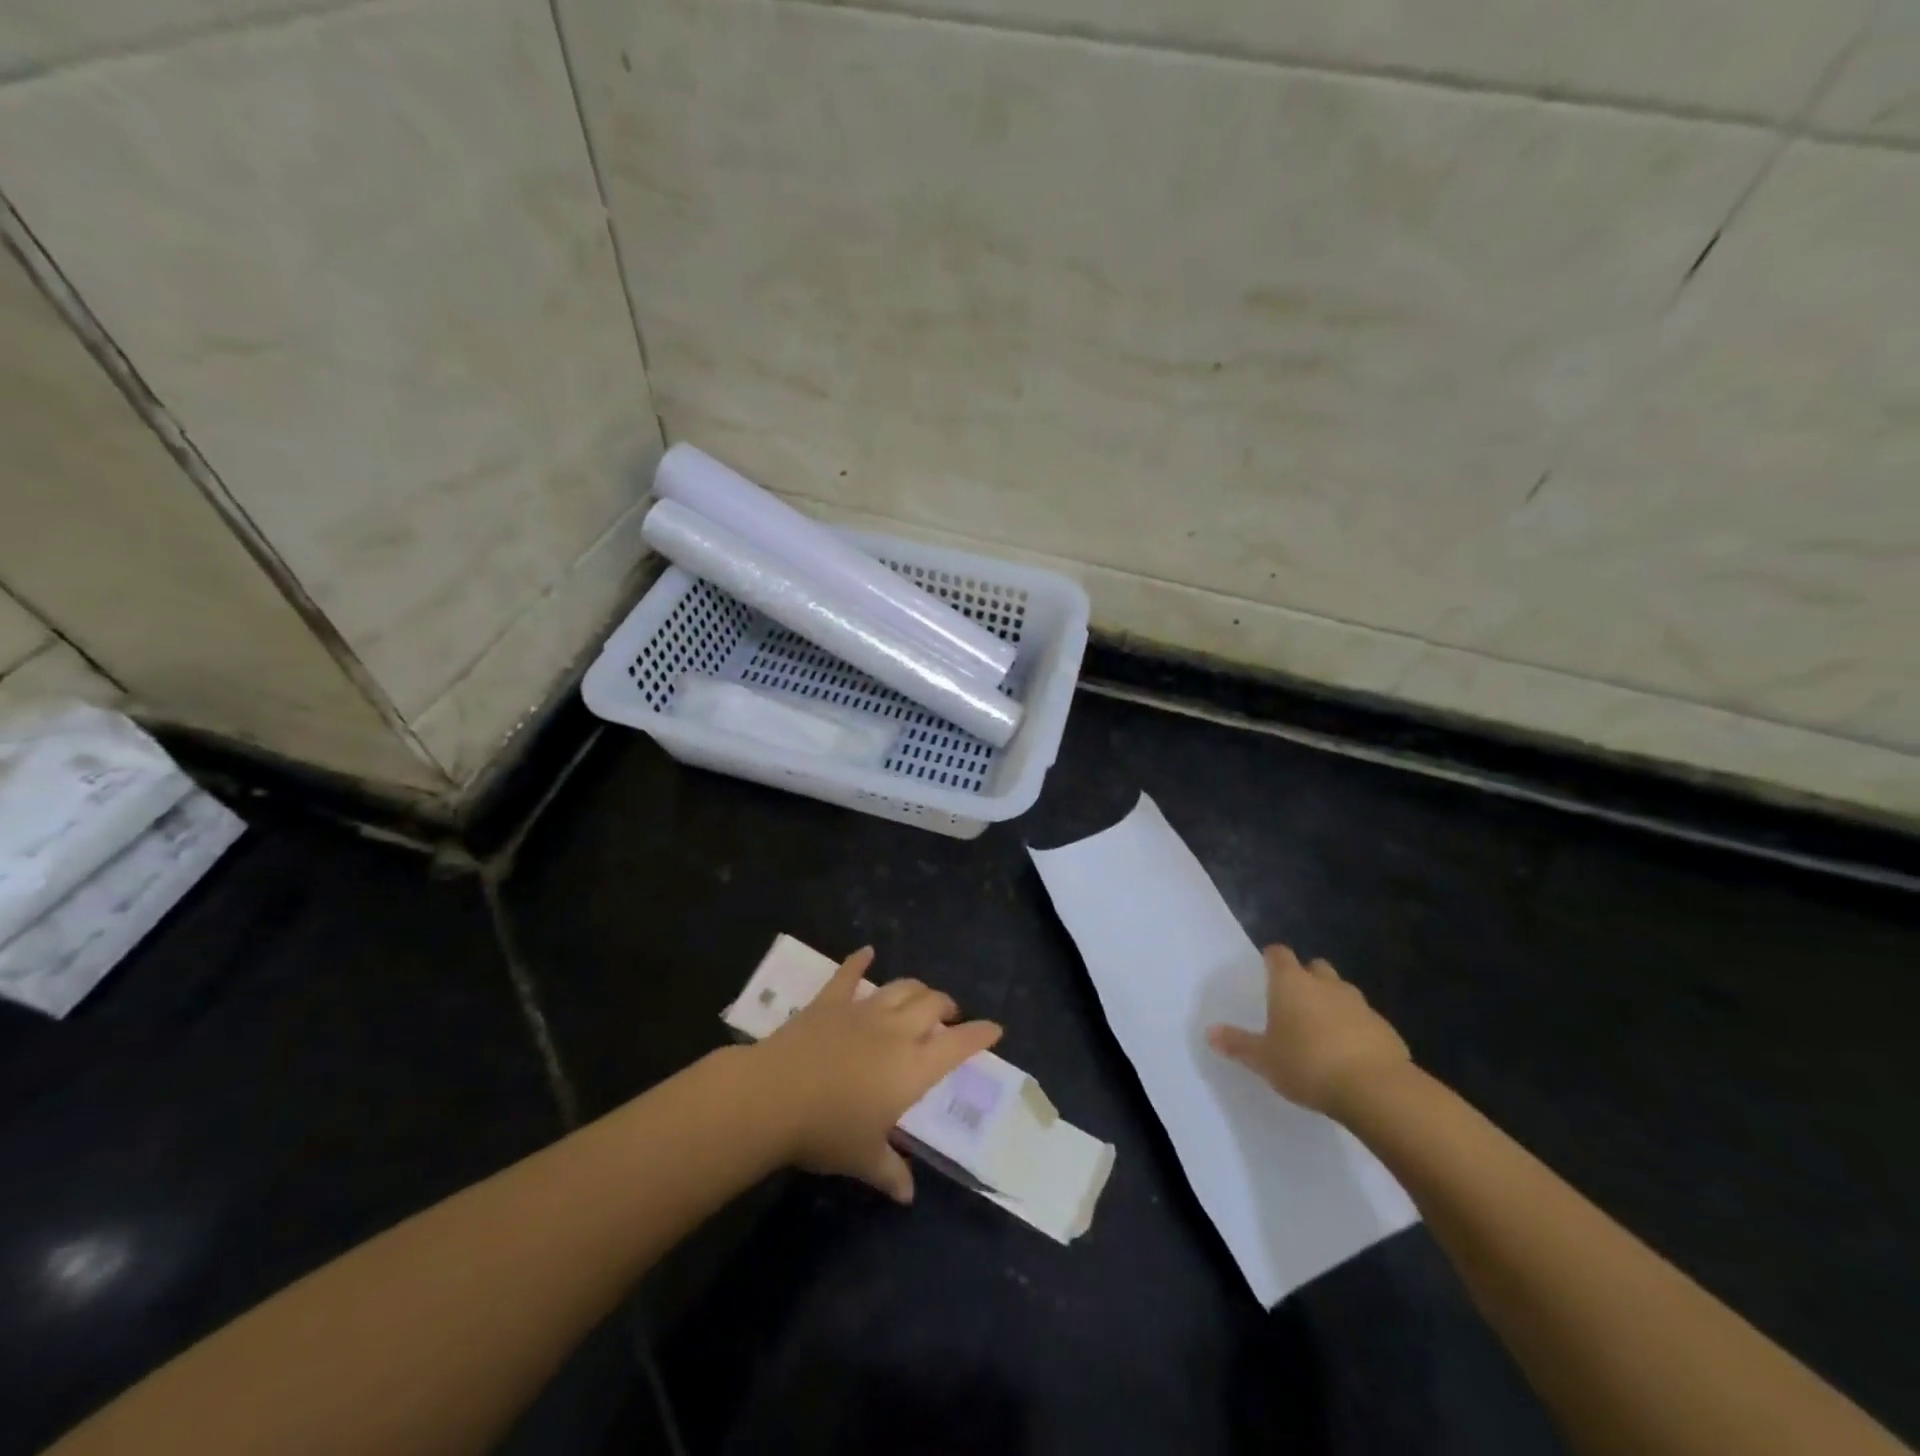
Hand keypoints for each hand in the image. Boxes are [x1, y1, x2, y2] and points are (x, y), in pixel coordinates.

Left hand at [749, 947, 1001, 1202]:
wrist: (775, 1096)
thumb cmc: (827, 1131)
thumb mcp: (864, 1158)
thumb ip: (891, 1172)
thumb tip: (907, 1195)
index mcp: (913, 1068)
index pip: (957, 1045)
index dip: (979, 1034)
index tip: (995, 1028)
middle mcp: (896, 1031)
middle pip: (932, 1005)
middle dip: (947, 1007)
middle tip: (949, 1016)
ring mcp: (863, 1010)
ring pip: (901, 988)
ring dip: (917, 989)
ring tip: (921, 995)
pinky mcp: (831, 1000)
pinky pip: (849, 974)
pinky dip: (859, 961)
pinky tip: (866, 952)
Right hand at [1207, 944, 1410, 1118]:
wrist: (1375, 1089)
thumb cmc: (1307, 1063)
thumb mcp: (1264, 1059)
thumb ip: (1238, 1044)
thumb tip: (1210, 1032)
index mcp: (1291, 983)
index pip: (1279, 954)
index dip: (1272, 959)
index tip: (1267, 970)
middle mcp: (1326, 984)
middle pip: (1315, 968)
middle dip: (1306, 978)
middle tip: (1294, 1003)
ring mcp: (1359, 1004)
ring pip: (1342, 992)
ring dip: (1332, 1004)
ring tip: (1322, 1031)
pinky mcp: (1385, 1028)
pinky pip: (1364, 1020)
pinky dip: (1356, 1029)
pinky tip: (1350, 1055)